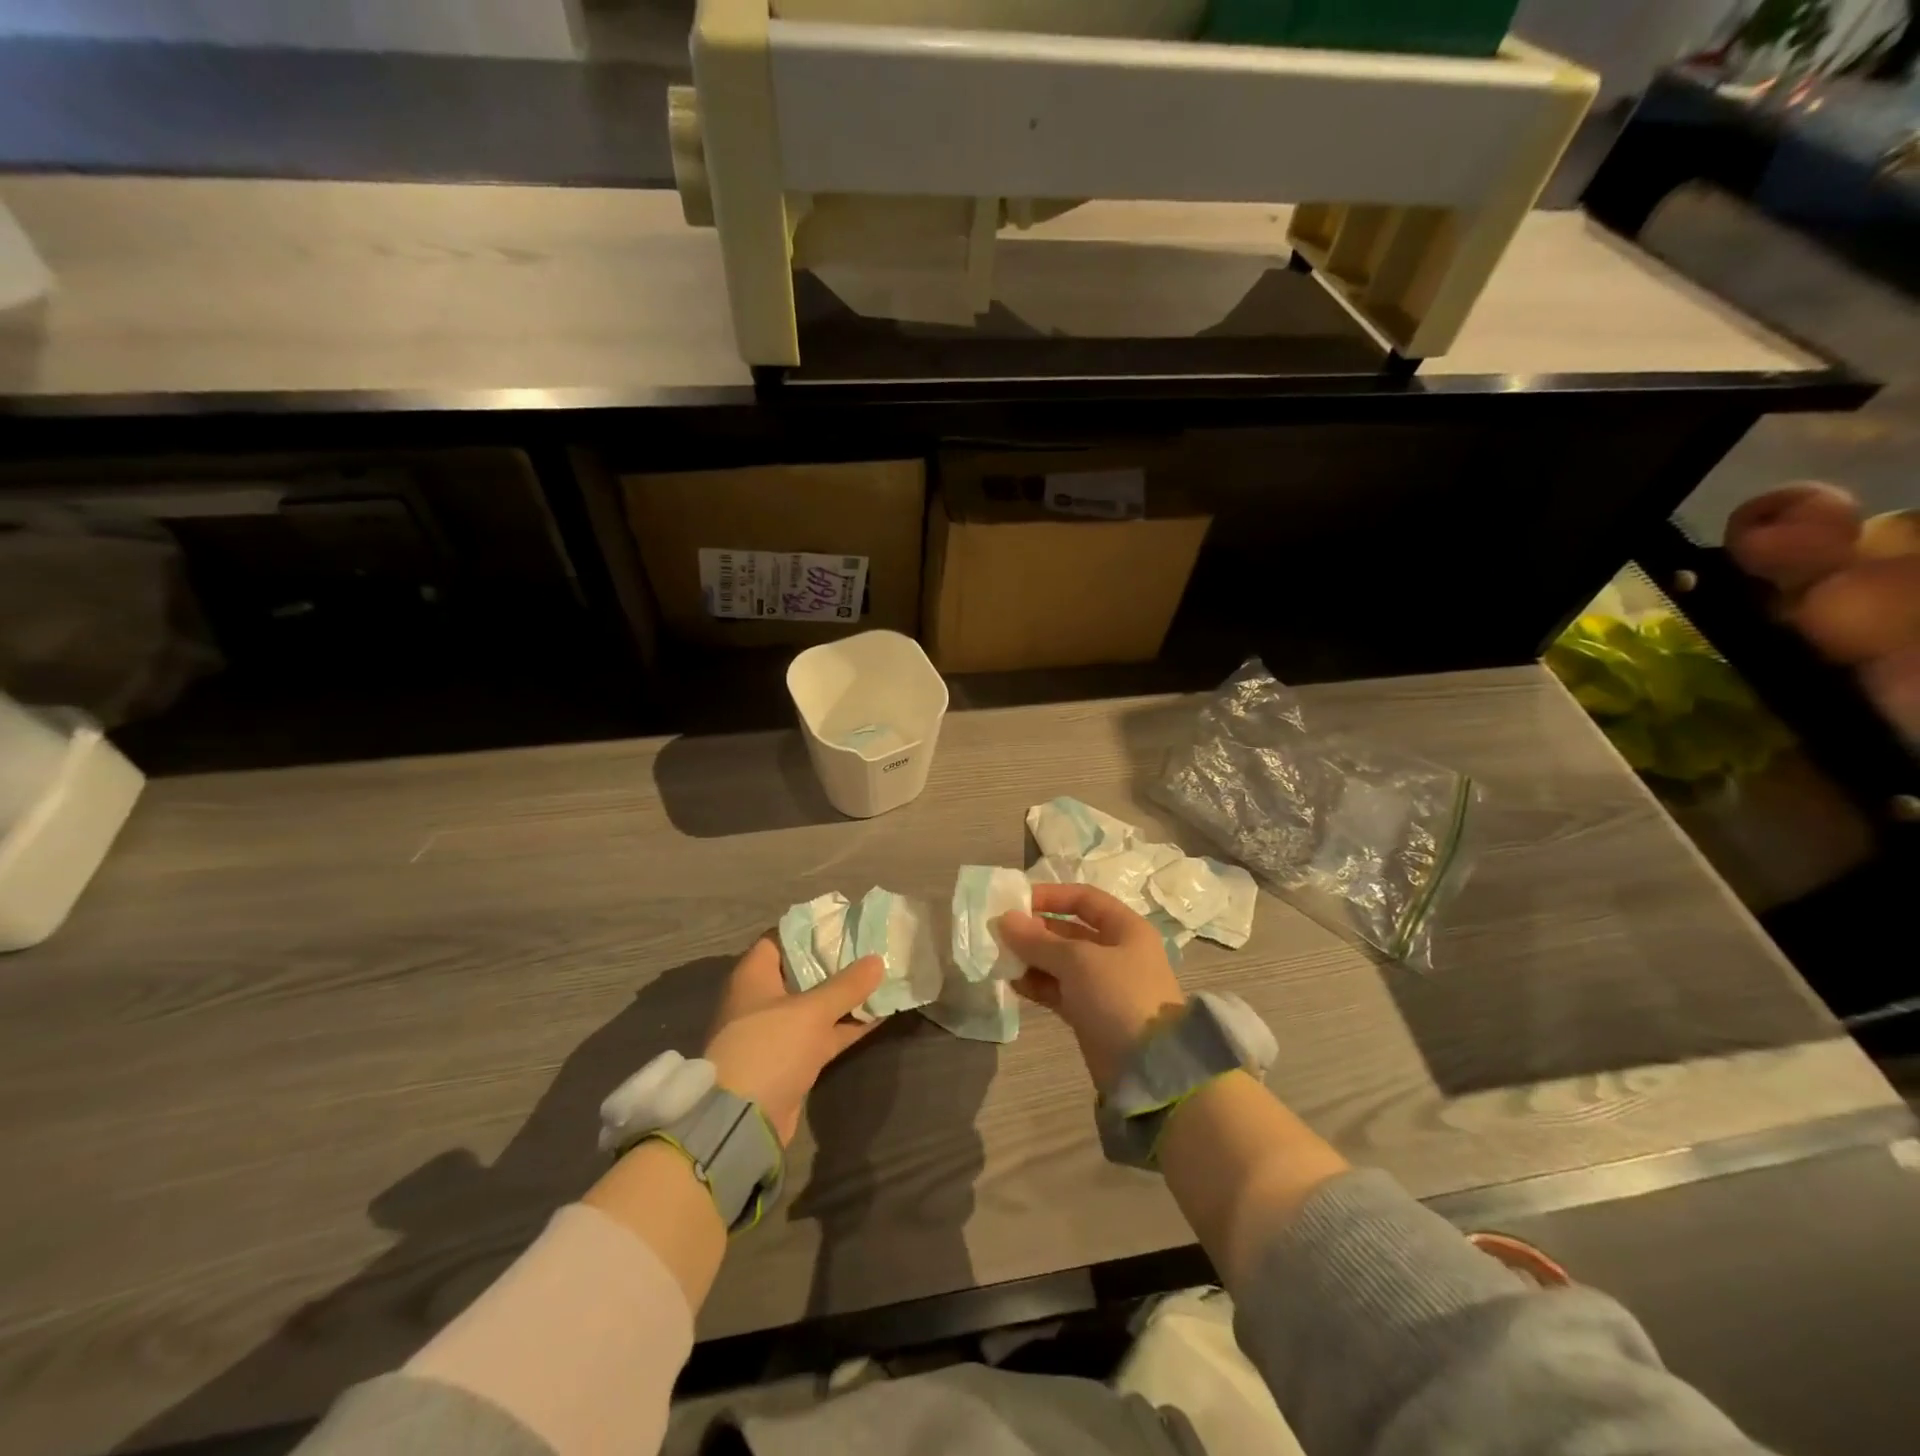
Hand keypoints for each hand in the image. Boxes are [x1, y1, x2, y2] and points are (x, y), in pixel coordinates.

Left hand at [702, 937, 885, 1144]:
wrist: (742, 1120)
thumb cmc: (769, 1047)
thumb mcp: (811, 1011)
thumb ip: (847, 985)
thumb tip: (877, 959)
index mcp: (754, 976)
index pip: (780, 938)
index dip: (811, 929)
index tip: (844, 922)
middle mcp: (763, 999)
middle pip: (802, 970)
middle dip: (836, 961)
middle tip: (871, 946)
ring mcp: (777, 1031)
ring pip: (816, 1004)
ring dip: (846, 995)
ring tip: (882, 975)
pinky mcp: (792, 1059)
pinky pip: (824, 1032)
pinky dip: (847, 1024)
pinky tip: (880, 1014)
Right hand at [998, 883, 1186, 1092]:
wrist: (1149, 1070)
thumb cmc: (1119, 997)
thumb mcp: (1078, 961)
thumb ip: (1038, 940)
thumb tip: (1004, 919)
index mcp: (1126, 929)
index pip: (1085, 899)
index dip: (1051, 896)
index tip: (1016, 901)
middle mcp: (1116, 952)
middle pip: (1070, 931)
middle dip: (1035, 930)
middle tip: (1000, 933)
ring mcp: (1104, 985)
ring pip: (1061, 963)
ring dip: (1032, 959)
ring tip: (1001, 959)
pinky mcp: (1091, 1014)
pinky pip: (1059, 990)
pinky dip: (1038, 985)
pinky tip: (1013, 983)